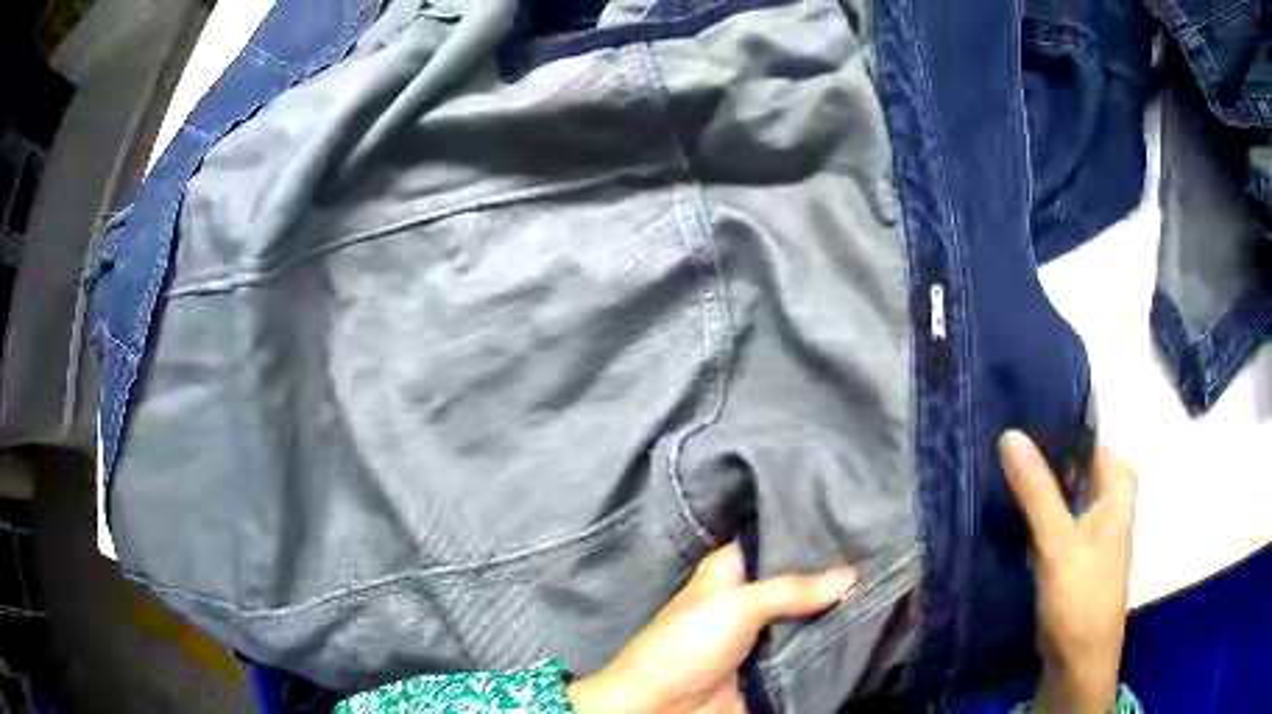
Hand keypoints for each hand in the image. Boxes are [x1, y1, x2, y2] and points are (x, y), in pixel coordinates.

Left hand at [568, 542, 855, 713]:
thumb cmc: (688, 643)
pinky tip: (870, 623)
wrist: (663, 708)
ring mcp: (764, 634)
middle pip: (800, 580)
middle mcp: (750, 598)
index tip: (855, 520)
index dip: (811, 531)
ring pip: (809, 615)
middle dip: (835, 573)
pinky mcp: (773, 666)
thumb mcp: (735, 605)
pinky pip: (809, 649)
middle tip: (882, 553)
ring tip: (887, 582)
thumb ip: (792, 589)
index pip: (776, 539)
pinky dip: (834, 640)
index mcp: (731, 571)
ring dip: (840, 607)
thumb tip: (851, 574)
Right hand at [999, 431, 1135, 713]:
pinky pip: (1056, 516)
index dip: (1052, 423)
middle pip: (1074, 462)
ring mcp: (1093, 526)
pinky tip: (1010, 509)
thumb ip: (1036, 489)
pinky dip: (1037, 511)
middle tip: (998, 440)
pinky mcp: (1076, 550)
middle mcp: (1109, 497)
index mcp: (1117, 483)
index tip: (1014, 413)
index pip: (1086, 435)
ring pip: (1063, 490)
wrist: (1079, 661)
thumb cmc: (1080, 596)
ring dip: (1037, 484)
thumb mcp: (1057, 541)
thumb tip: (1010, 433)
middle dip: (1041, 453)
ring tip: (997, 467)